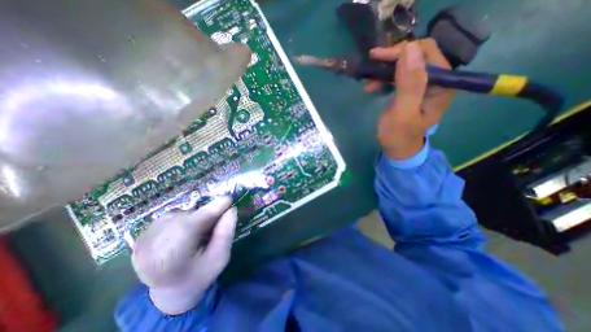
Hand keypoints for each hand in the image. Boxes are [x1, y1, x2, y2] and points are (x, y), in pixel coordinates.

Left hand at [131, 195, 237, 314]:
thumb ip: (226, 234)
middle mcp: (149, 248)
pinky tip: (186, 232)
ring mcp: (142, 241)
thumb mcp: (219, 259)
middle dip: (205, 215)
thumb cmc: (200, 275)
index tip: (228, 199)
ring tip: (199, 231)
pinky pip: (170, 217)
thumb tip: (231, 210)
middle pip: (186, 218)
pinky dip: (184, 219)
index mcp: (169, 260)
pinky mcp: (141, 235)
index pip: (191, 226)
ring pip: (178, 214)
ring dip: (194, 217)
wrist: (170, 291)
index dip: (211, 210)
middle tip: (216, 221)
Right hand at [368, 38, 453, 158]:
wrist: (397, 150)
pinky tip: (373, 87)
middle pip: (416, 56)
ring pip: (405, 66)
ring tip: (369, 82)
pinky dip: (384, 79)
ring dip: (386, 70)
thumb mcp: (403, 112)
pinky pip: (398, 77)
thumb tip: (409, 49)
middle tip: (372, 64)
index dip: (403, 51)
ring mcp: (423, 86)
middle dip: (393, 58)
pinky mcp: (410, 91)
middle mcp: (436, 81)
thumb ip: (409, 84)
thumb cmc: (399, 136)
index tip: (378, 57)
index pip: (426, 53)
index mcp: (441, 84)